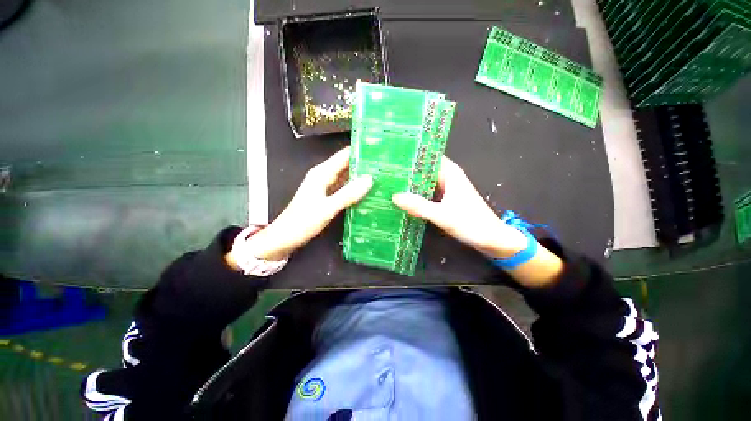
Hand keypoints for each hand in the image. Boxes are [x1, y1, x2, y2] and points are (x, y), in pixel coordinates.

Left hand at [231, 147, 372, 262]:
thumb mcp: (328, 208)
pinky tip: (366, 191)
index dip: (360, 151)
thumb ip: (349, 193)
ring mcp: (325, 186)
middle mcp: (323, 176)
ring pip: (346, 176)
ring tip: (380, 177)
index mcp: (322, 173)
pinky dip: (354, 188)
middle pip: (346, 164)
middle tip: (383, 166)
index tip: (378, 151)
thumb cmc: (303, 221)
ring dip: (360, 176)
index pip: (344, 155)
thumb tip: (370, 179)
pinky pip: (344, 187)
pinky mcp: (327, 196)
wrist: (285, 237)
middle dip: (364, 164)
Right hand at [392, 157, 527, 257]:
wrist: (491, 239)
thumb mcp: (442, 215)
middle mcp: (448, 177)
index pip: (428, 157)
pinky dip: (417, 194)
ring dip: (411, 183)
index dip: (411, 156)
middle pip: (425, 169)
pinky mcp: (446, 200)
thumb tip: (394, 197)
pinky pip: (428, 193)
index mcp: (450, 173)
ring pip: (425, 182)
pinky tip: (404, 198)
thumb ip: (419, 206)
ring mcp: (447, 189)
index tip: (393, 157)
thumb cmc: (471, 223)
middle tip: (386, 172)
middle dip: (408, 171)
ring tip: (391, 183)